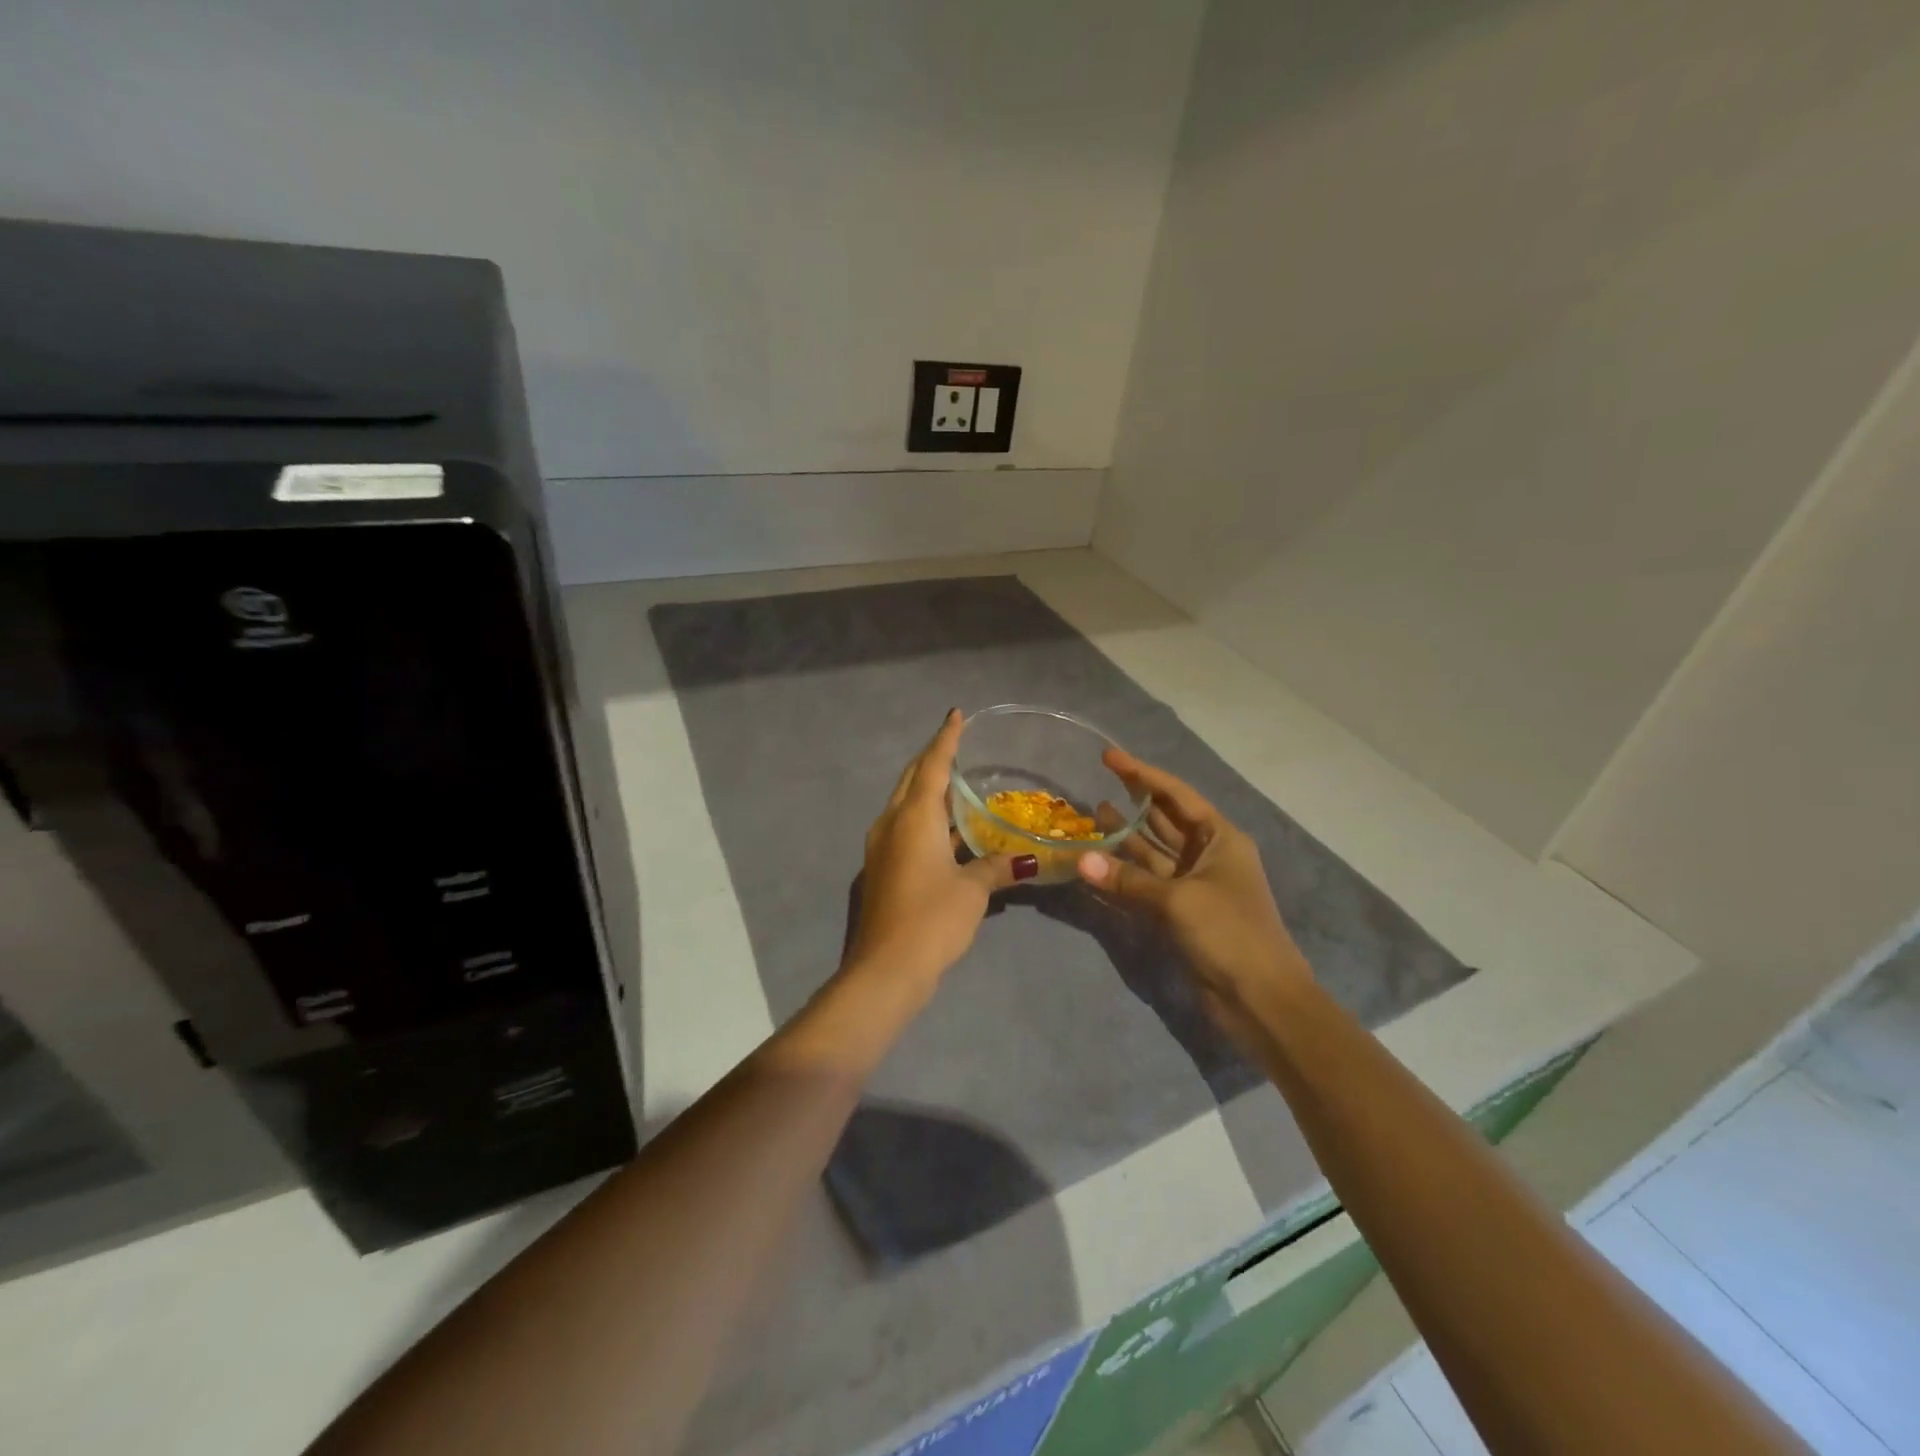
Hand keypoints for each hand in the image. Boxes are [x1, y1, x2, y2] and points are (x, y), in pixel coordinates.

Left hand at [847, 710, 1034, 987]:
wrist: (885, 968)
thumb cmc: (932, 918)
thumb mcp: (972, 891)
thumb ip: (996, 867)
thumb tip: (1026, 860)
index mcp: (913, 817)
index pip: (933, 765)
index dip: (946, 738)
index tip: (956, 715)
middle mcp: (892, 823)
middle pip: (913, 779)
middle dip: (932, 758)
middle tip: (956, 744)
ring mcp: (882, 846)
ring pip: (905, 804)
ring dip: (928, 789)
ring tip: (956, 782)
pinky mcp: (882, 868)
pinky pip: (904, 827)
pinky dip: (925, 818)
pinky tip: (948, 829)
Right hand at [1078, 750, 1309, 1023]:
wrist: (1261, 1000)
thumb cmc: (1229, 934)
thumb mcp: (1179, 900)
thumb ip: (1128, 879)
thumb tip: (1082, 861)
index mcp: (1221, 839)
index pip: (1177, 795)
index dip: (1142, 774)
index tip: (1109, 757)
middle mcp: (1208, 855)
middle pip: (1165, 820)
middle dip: (1133, 802)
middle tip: (1096, 782)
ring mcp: (1194, 885)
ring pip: (1152, 852)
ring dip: (1125, 837)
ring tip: (1091, 816)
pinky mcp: (1181, 914)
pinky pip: (1146, 884)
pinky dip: (1124, 875)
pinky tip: (1098, 865)